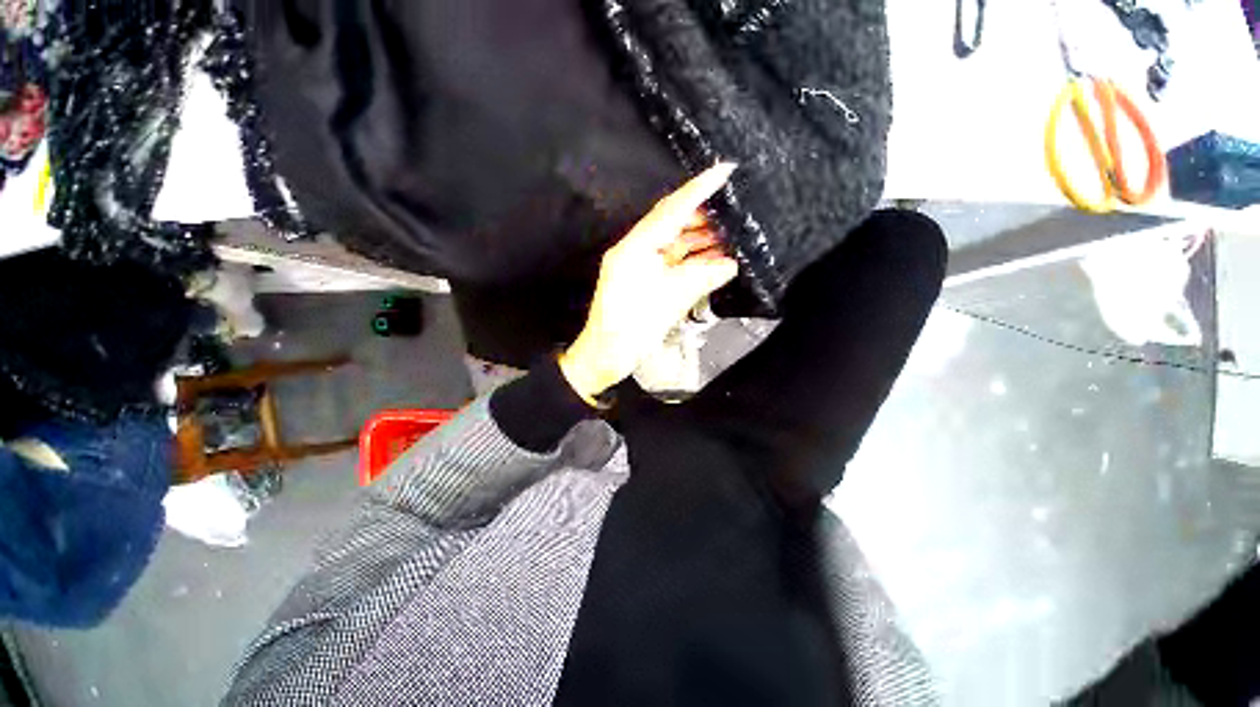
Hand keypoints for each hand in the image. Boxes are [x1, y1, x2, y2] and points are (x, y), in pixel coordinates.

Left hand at [559, 162, 739, 402]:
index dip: (697, 190)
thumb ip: (701, 278)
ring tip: (731, 236)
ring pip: (675, 245)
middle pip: (673, 224)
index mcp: (635, 247)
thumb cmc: (632, 328)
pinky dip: (693, 262)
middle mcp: (636, 250)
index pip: (670, 211)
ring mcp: (640, 266)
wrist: (607, 355)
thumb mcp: (669, 301)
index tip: (723, 170)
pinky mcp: (646, 281)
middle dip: (703, 218)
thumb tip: (730, 264)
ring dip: (701, 241)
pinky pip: (673, 264)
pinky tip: (715, 261)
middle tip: (733, 212)